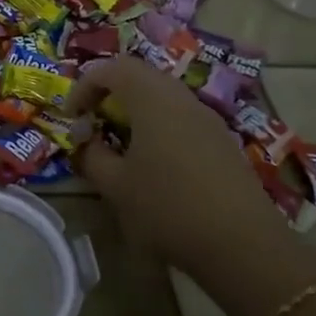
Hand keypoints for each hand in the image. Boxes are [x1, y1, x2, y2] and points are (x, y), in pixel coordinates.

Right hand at [64, 56, 288, 278]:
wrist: (244, 246)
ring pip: (162, 95)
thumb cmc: (169, 208)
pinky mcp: (222, 140)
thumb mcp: (116, 186)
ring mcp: (207, 118)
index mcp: (151, 98)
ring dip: (134, 110)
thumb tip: (85, 143)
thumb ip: (92, 156)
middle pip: (138, 75)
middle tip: (92, 122)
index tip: (71, 117)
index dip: (83, 86)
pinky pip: (180, 116)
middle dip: (108, 93)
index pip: (110, 69)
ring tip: (118, 143)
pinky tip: (153, 162)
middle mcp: (180, 97)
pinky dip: (157, 125)